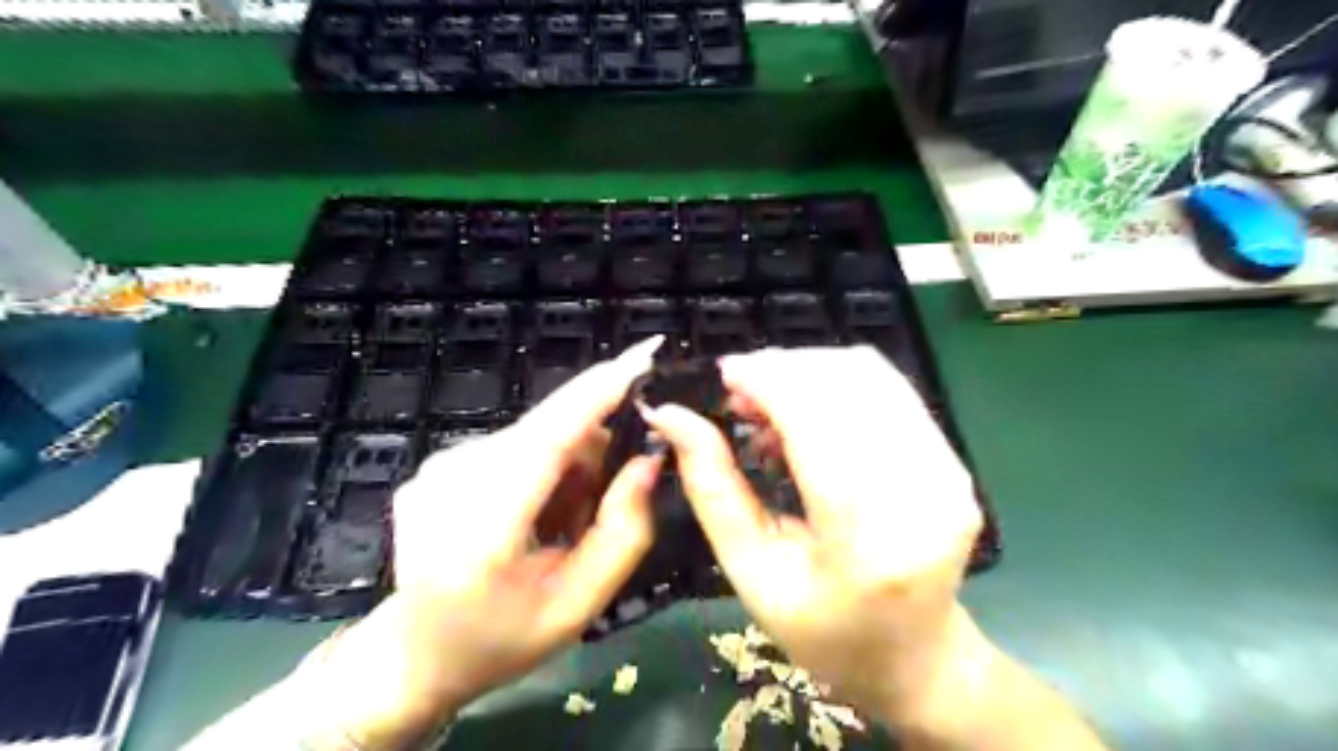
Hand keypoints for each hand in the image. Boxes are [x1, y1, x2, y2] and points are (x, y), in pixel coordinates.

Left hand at [296, 342, 661, 749]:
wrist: (415, 655)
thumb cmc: (502, 639)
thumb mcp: (579, 603)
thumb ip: (623, 531)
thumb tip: (648, 460)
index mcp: (481, 531)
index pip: (547, 439)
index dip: (597, 392)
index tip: (642, 355)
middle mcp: (449, 484)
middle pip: (549, 432)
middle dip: (593, 452)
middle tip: (600, 507)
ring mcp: (436, 469)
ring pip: (536, 436)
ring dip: (567, 465)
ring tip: (561, 522)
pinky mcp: (436, 464)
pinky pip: (514, 444)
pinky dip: (540, 468)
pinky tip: (532, 514)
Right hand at [644, 346, 984, 728]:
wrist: (915, 658)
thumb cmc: (821, 629)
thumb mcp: (750, 571)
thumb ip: (711, 487)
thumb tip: (672, 417)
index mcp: (867, 541)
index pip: (817, 426)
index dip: (768, 381)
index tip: (725, 373)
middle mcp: (922, 494)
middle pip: (848, 386)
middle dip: (784, 370)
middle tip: (740, 394)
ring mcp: (948, 473)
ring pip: (872, 375)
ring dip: (809, 370)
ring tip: (768, 405)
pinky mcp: (954, 460)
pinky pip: (891, 390)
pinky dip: (838, 384)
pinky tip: (807, 413)